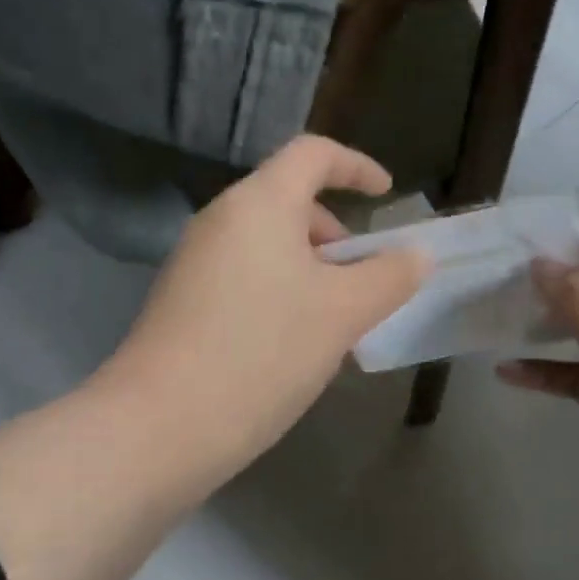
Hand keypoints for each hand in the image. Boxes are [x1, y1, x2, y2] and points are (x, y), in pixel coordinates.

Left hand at [108, 136, 428, 492]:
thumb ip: (389, 276)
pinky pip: (246, 277)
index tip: (387, 194)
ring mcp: (195, 262)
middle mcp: (220, 220)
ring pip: (269, 245)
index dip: (356, 166)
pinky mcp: (183, 302)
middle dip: (336, 234)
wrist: (162, 426)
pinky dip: (282, 292)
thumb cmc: (265, 352)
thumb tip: (416, 255)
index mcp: (259, 204)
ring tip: (335, 323)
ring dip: (312, 270)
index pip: (312, 154)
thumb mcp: (344, 313)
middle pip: (290, 202)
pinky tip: (294, 345)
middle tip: (364, 282)